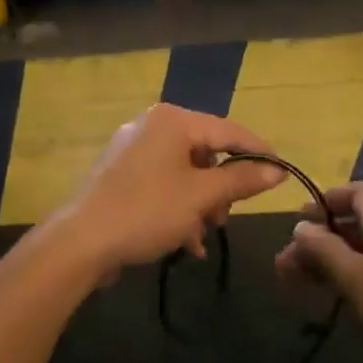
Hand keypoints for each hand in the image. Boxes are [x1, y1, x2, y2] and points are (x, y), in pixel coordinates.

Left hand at [47, 105, 285, 278]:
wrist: (80, 242)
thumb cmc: (146, 211)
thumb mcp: (201, 197)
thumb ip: (241, 179)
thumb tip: (277, 170)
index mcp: (172, 121)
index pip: (229, 131)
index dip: (258, 152)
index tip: (282, 173)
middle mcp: (152, 126)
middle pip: (205, 153)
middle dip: (220, 190)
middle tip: (225, 219)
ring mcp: (132, 149)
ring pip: (184, 173)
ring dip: (199, 205)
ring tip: (201, 237)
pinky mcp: (120, 174)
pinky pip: (162, 184)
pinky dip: (177, 208)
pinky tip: (184, 242)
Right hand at [274, 182, 362, 362]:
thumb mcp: (357, 280)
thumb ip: (325, 250)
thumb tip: (300, 225)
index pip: (355, 192)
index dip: (325, 201)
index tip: (296, 222)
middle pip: (352, 222)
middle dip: (317, 238)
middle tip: (284, 263)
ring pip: (359, 250)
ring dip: (327, 260)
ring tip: (294, 282)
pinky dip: (345, 277)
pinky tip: (328, 297)